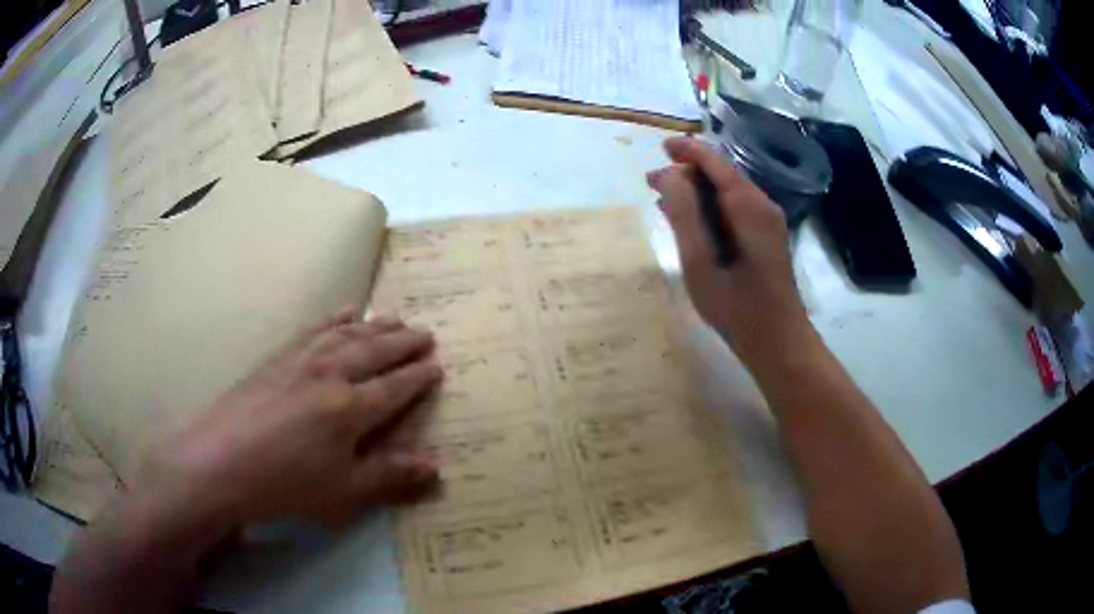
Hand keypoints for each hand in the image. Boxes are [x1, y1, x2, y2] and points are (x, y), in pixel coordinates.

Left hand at [131, 307, 443, 533]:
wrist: (221, 461)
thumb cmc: (287, 485)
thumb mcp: (344, 492)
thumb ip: (390, 476)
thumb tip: (436, 467)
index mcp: (351, 409)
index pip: (395, 386)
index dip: (419, 376)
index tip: (437, 365)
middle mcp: (331, 374)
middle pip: (375, 351)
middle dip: (404, 342)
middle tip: (426, 333)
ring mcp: (301, 360)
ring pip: (348, 334)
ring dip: (376, 325)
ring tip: (395, 317)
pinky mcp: (277, 357)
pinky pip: (314, 329)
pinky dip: (334, 318)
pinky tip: (343, 311)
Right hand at [647, 137, 812, 367]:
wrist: (780, 344)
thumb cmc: (738, 309)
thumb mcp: (700, 263)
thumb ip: (684, 214)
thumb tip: (669, 175)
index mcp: (749, 206)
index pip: (715, 162)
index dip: (687, 149)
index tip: (661, 147)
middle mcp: (763, 206)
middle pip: (722, 174)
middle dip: (687, 174)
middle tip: (652, 184)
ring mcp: (768, 222)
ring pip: (727, 192)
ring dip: (696, 192)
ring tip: (663, 201)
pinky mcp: (767, 238)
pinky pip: (735, 210)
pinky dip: (710, 209)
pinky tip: (690, 222)